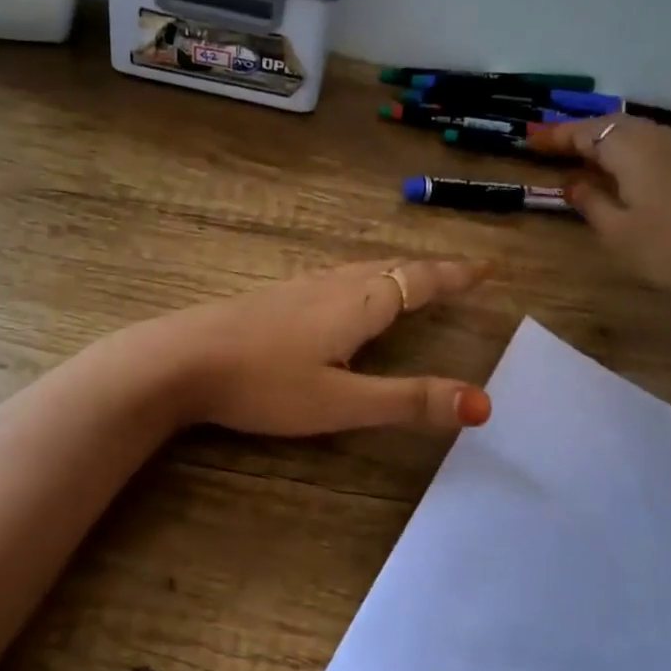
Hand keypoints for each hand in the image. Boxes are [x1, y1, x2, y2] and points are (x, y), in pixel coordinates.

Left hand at [127, 259, 494, 434]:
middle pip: (393, 267)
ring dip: (396, 271)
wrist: (182, 360)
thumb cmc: (265, 384)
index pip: (421, 280)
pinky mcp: (275, 297)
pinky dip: (364, 278)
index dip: (456, 275)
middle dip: (430, 270)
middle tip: (459, 273)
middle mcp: (334, 285)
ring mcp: (300, 286)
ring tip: (413, 279)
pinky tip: (346, 295)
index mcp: (360, 304)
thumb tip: (483, 404)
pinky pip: (337, 277)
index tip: (488, 267)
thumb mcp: (342, 402)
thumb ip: (409, 401)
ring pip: (362, 269)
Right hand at [528, 119, 670, 313]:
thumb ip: (591, 204)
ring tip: (587, 161)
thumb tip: (572, 183)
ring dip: (610, 145)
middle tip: (555, 149)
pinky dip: (635, 157)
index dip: (556, 136)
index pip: (586, 131)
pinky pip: (661, 151)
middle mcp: (663, 139)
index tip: (530, 142)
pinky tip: (631, 177)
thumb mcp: (620, 235)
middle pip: (616, 126)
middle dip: (582, 135)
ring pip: (641, 137)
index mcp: (633, 148)